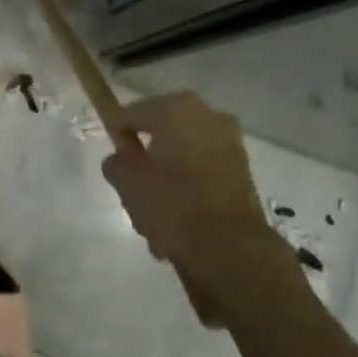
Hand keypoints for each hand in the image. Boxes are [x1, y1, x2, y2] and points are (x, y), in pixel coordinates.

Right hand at [101, 93, 299, 326]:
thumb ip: (116, 162)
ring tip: (155, 215)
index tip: (115, 162)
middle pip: (160, 134)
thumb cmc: (170, 203)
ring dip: (167, 177)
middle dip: (146, 159)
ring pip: (182, 155)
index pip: (131, 114)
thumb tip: (124, 159)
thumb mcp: (126, 181)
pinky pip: (202, 172)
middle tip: (133, 189)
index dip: (118, 136)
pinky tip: (177, 221)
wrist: (228, 247)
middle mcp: (207, 115)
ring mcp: (229, 143)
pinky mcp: (242, 170)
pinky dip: (188, 189)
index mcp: (176, 109)